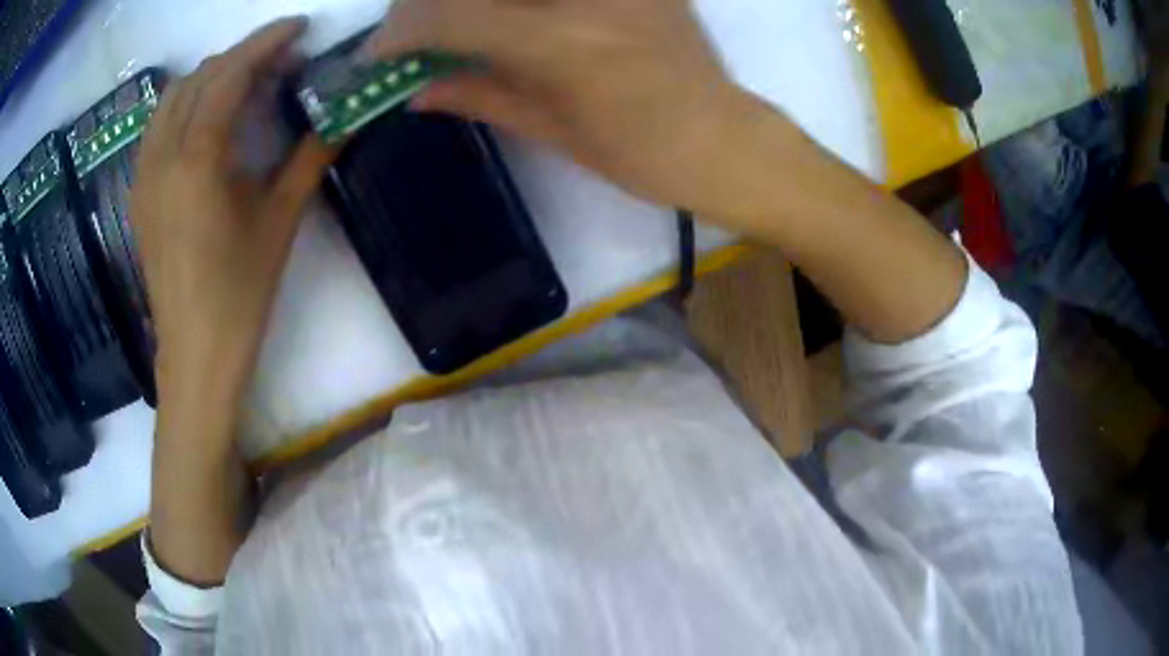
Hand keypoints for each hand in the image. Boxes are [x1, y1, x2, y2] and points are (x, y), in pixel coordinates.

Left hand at [132, 17, 334, 422]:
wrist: (195, 353)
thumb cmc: (239, 293)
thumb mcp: (281, 221)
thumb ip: (311, 156)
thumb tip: (345, 115)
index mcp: (197, 161)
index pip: (231, 75)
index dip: (267, 42)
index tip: (300, 26)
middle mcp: (162, 157)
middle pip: (200, 78)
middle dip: (244, 56)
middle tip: (283, 62)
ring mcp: (144, 175)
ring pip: (173, 98)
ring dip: (211, 77)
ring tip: (246, 84)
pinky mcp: (139, 193)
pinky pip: (158, 126)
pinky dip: (186, 104)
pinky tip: (209, 118)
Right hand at [363, 0, 773, 218]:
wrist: (724, 139)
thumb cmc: (642, 153)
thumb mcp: (550, 129)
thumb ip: (476, 94)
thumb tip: (414, 90)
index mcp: (560, 40)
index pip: (448, 14)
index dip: (399, 33)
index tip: (378, 54)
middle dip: (425, 4)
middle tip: (414, 33)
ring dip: (472, 1)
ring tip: (459, 26)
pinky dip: (514, 1)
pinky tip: (510, 15)